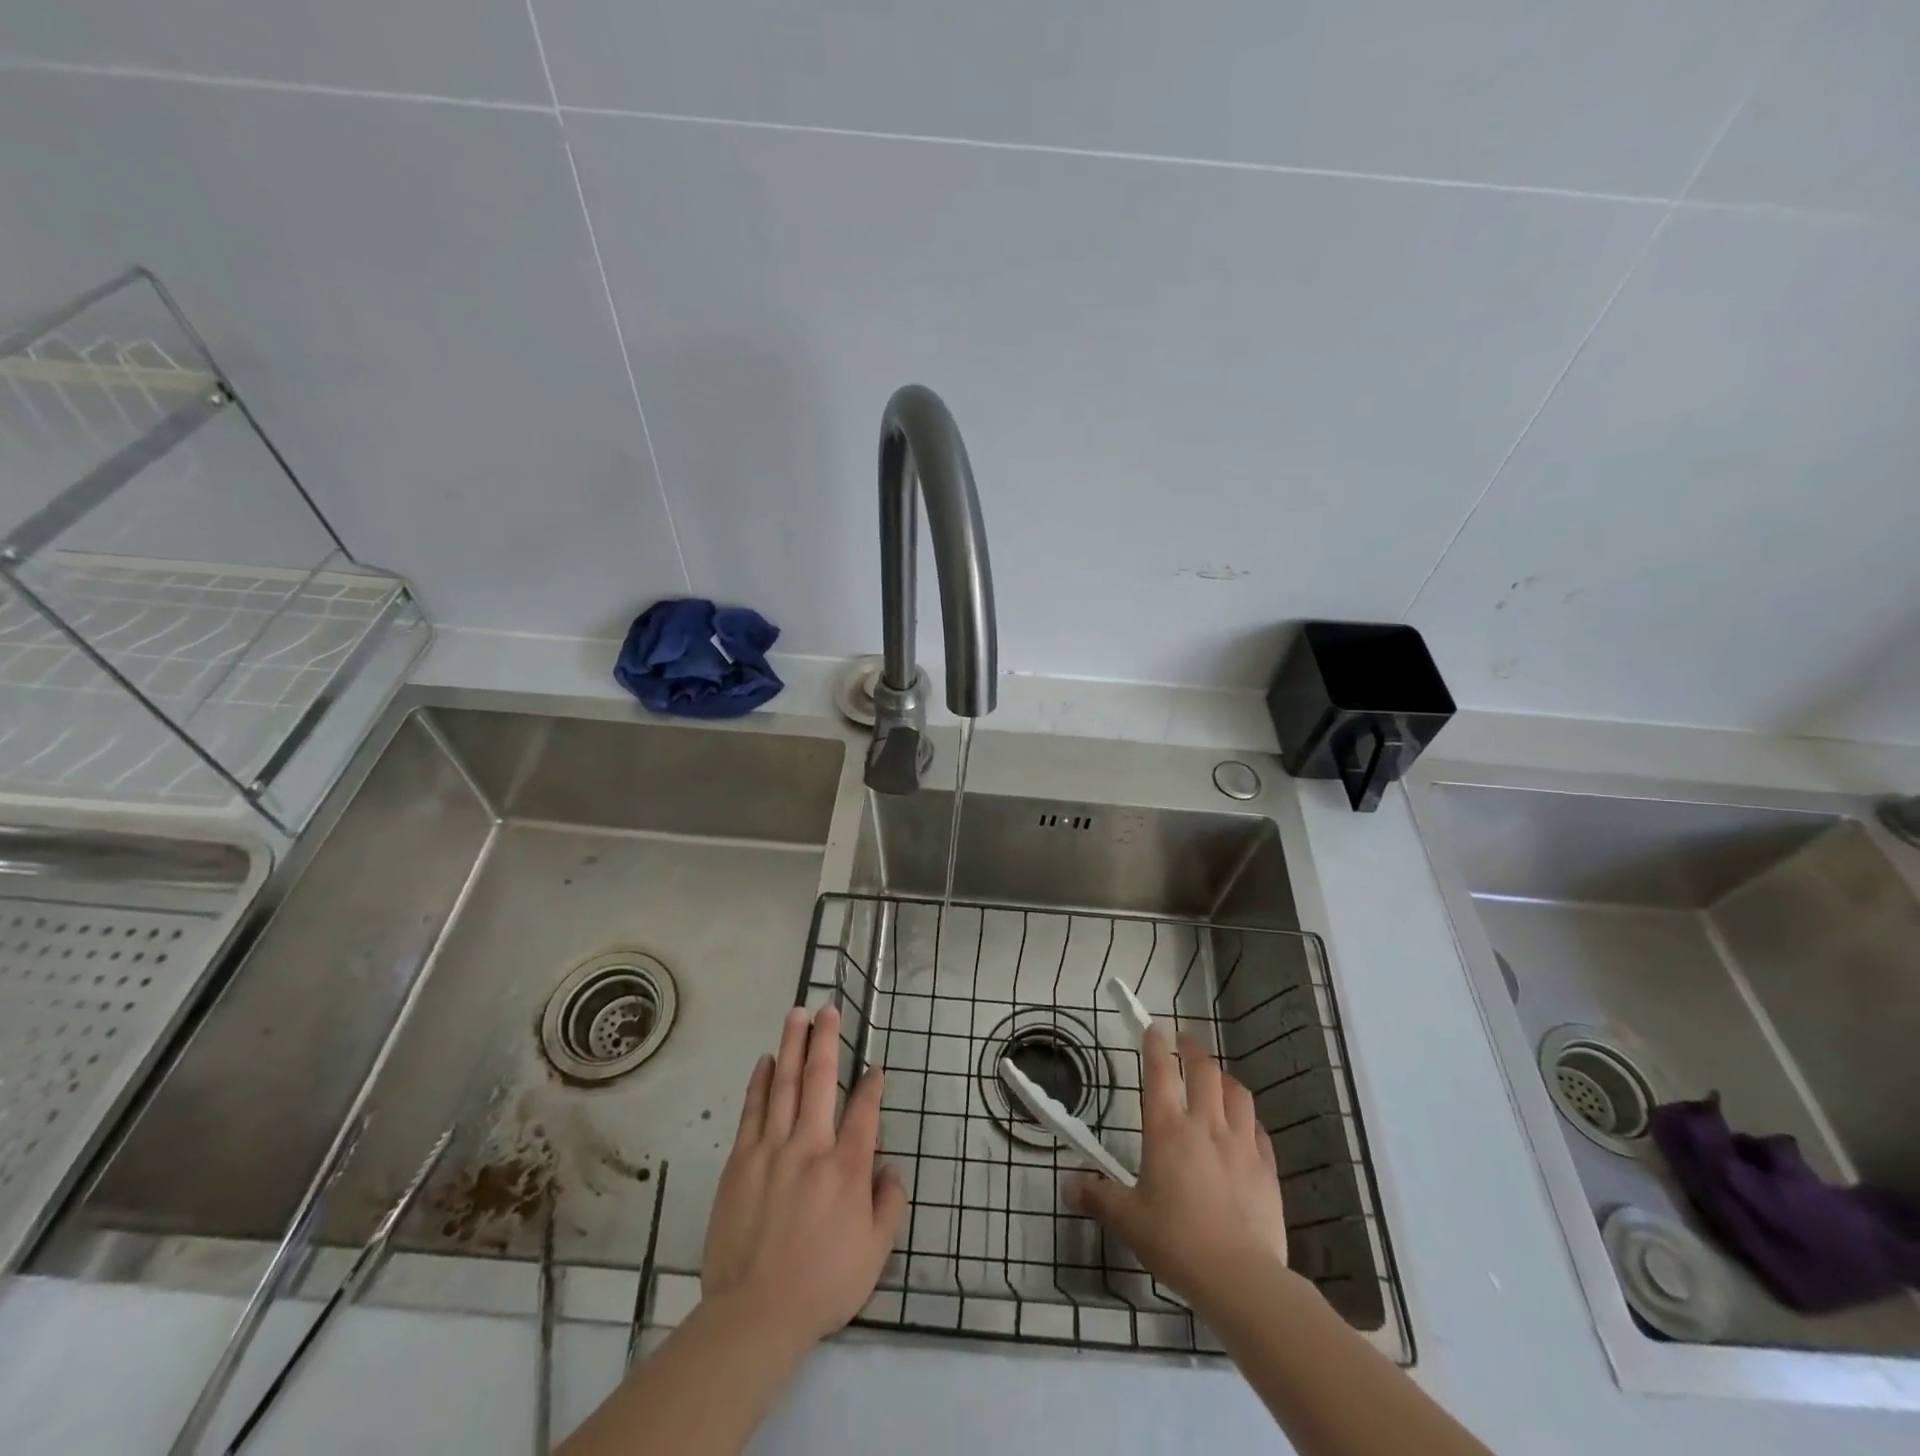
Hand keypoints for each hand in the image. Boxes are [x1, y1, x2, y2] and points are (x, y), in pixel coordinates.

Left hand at [701, 1005, 906, 1348]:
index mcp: (847, 1167)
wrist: (754, 1313)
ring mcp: (772, 1149)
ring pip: (783, 1084)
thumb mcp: (875, 1253)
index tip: (875, 1070)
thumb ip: (889, 1205)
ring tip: (796, 1014)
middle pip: (819, 1079)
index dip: (872, 1086)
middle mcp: (811, 1146)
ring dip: (791, 1045)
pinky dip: (759, 1081)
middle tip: (827, 1008)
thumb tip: (890, 1168)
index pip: (865, 1110)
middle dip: (826, 1040)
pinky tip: (765, 1060)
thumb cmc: (822, 1284)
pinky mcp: (741, 1161)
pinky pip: (752, 1110)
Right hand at [1069, 1026, 1288, 1313]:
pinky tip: (1245, 1126)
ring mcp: (1241, 1144)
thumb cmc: (1176, 1242)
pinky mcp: (1266, 1168)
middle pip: (1203, 1071)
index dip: (1154, 1044)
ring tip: (1217, 1078)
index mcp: (1167, 1129)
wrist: (1240, 1277)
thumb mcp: (1128, 1220)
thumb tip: (1067, 1184)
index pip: (1159, 1071)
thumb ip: (1098, 1196)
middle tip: (1185, 1041)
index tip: (1152, 1028)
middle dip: (1193, 1049)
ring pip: (1237, 1093)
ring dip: (1224, 1078)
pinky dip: (1248, 1119)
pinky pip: (1258, 1130)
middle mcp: (1205, 1125)